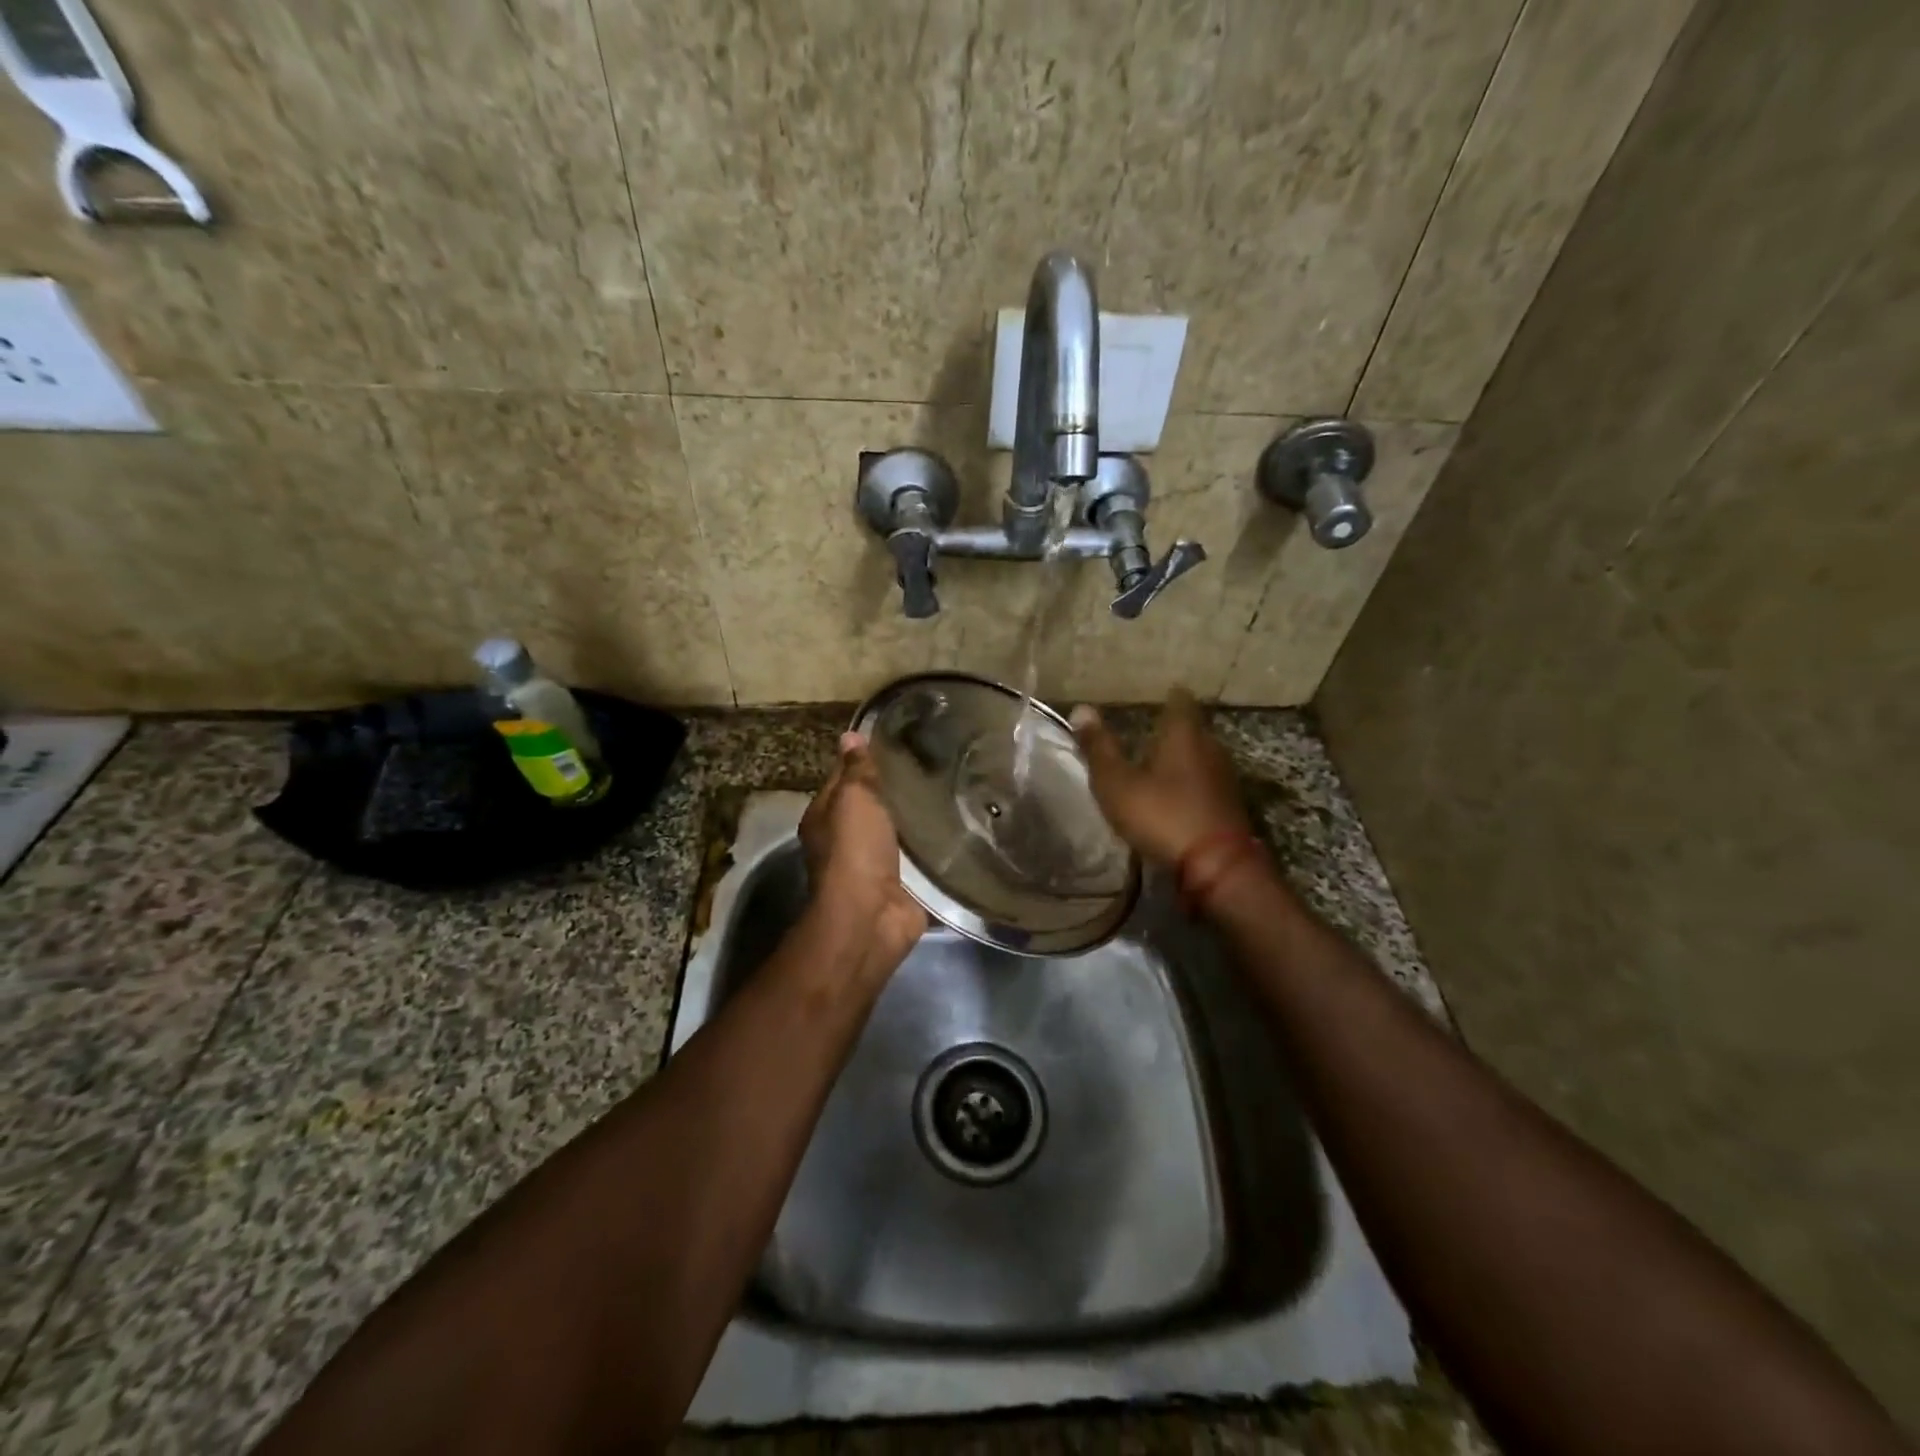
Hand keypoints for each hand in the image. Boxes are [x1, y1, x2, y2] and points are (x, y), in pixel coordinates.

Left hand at [800, 732, 926, 980]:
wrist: (871, 916)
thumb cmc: (854, 850)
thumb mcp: (853, 799)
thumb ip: (856, 770)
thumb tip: (850, 736)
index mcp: (824, 818)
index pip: (842, 779)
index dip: (863, 760)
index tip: (897, 740)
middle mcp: (844, 841)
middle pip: (870, 806)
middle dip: (895, 789)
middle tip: (932, 763)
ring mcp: (873, 865)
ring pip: (896, 831)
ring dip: (914, 817)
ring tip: (949, 789)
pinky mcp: (901, 883)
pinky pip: (917, 856)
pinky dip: (930, 845)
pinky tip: (955, 827)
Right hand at [1070, 690, 1250, 866]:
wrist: (1217, 867)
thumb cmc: (1161, 814)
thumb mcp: (1117, 782)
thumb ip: (1098, 747)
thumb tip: (1081, 708)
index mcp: (1184, 735)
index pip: (1181, 702)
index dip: (1171, 696)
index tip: (1162, 694)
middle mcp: (1210, 749)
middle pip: (1193, 730)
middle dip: (1175, 730)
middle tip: (1152, 732)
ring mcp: (1224, 779)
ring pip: (1202, 758)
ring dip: (1183, 760)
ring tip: (1160, 765)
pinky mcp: (1230, 808)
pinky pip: (1207, 785)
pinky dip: (1191, 786)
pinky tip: (1176, 797)